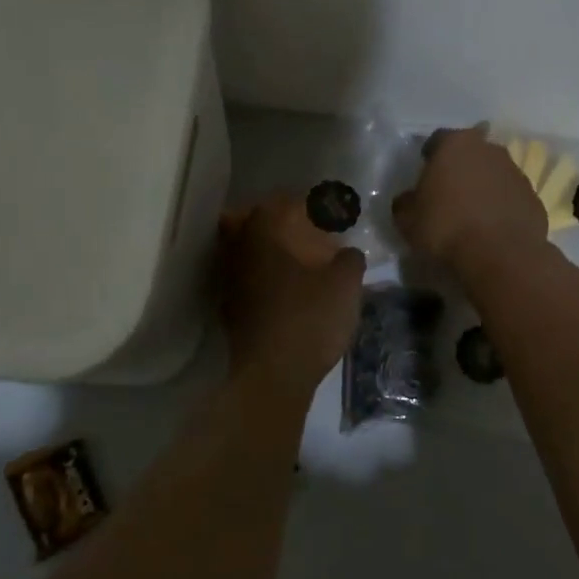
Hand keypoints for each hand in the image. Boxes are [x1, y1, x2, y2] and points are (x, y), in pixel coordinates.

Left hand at [219, 195, 366, 398]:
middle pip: (249, 220)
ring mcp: (229, 282)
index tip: (325, 207)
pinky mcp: (230, 310)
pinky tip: (285, 289)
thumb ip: (349, 260)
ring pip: (243, 251)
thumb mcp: (345, 285)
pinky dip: (262, 275)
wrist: (273, 376)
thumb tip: (348, 253)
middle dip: (275, 220)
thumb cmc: (310, 319)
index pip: (280, 202)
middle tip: (303, 228)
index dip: (304, 202)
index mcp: (264, 235)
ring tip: (296, 259)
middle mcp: (238, 252)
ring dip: (266, 249)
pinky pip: (245, 278)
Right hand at [393, 126, 547, 280]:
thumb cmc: (447, 229)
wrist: (501, 255)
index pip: (437, 140)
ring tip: (472, 214)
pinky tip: (492, 228)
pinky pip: (510, 197)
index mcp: (455, 144)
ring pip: (493, 173)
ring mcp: (516, 172)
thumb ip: (405, 203)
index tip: (424, 176)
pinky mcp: (533, 197)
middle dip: (460, 168)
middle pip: (470, 153)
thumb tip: (408, 200)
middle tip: (448, 193)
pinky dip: (501, 206)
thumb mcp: (407, 220)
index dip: (429, 157)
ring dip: (483, 186)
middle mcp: (489, 149)